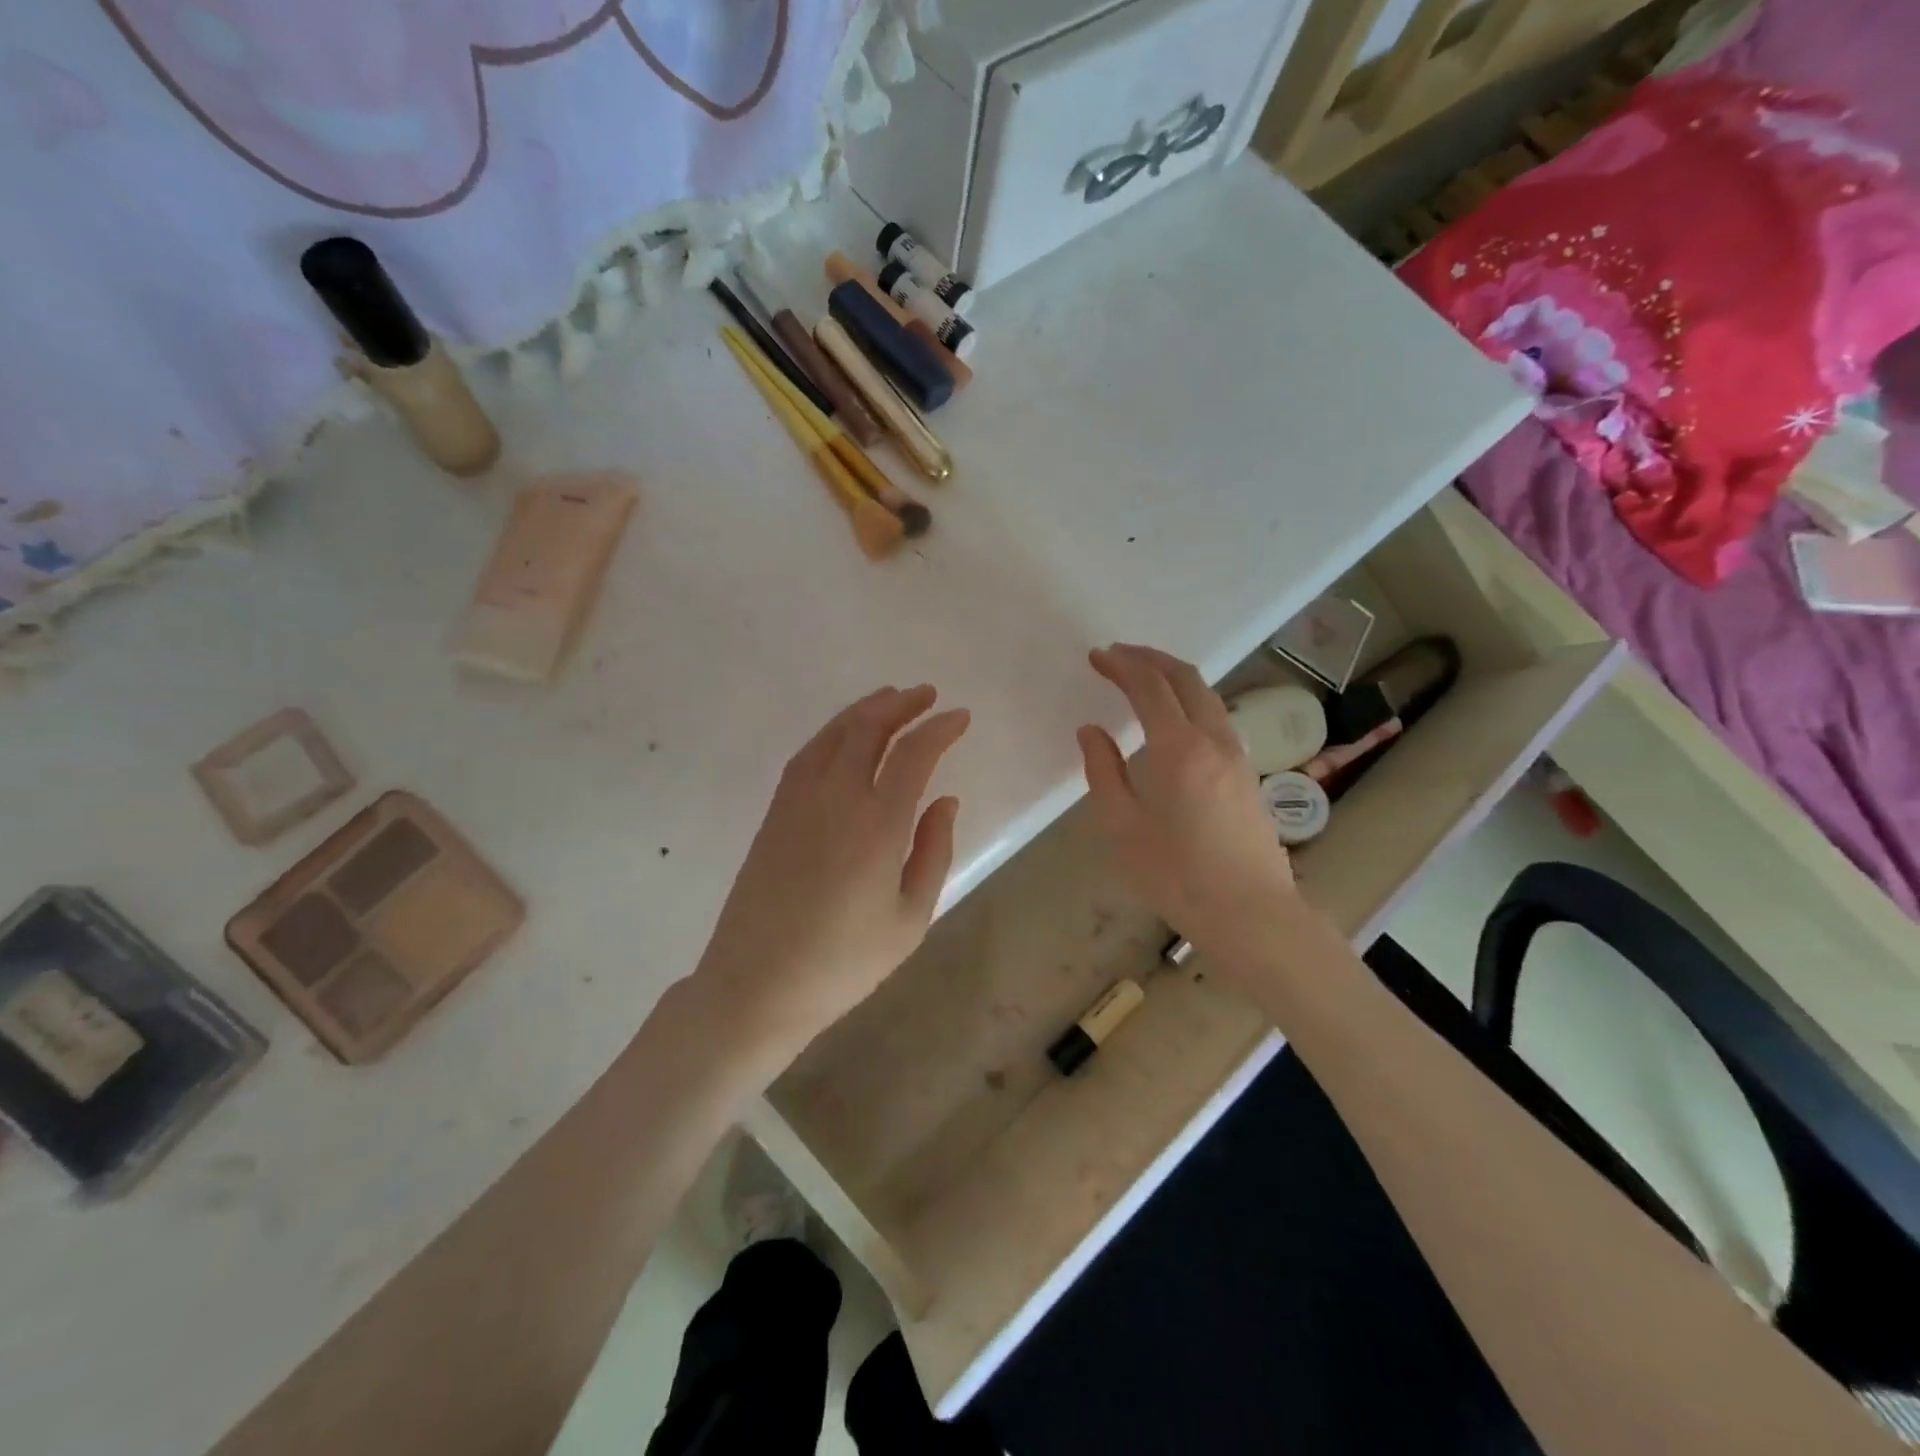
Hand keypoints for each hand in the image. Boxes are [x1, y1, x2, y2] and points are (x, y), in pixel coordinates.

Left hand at [693, 684, 969, 1061]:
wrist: (756, 985)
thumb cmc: (843, 962)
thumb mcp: (910, 919)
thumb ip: (933, 852)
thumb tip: (946, 800)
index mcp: (878, 824)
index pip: (914, 754)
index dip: (940, 729)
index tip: (961, 717)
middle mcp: (836, 798)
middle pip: (869, 729)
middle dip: (902, 705)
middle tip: (927, 695)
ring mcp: (798, 801)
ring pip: (834, 734)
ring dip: (865, 709)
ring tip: (890, 699)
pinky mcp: (775, 812)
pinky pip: (807, 754)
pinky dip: (832, 732)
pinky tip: (844, 735)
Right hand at [1077, 645, 1298, 969]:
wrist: (1251, 913)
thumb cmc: (1177, 875)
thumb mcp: (1122, 827)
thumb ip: (1103, 772)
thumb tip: (1092, 732)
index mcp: (1179, 749)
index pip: (1149, 687)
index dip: (1122, 665)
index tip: (1097, 656)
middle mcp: (1214, 740)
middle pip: (1186, 678)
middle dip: (1150, 658)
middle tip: (1119, 654)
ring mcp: (1237, 755)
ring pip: (1207, 695)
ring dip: (1173, 676)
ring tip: (1142, 678)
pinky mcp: (1247, 773)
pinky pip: (1216, 717)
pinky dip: (1189, 700)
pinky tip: (1173, 718)